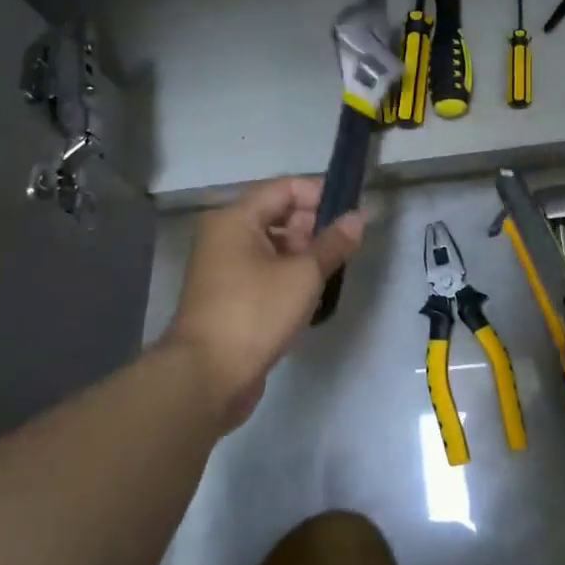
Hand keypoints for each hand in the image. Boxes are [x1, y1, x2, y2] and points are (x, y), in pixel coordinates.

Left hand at [163, 176, 365, 427]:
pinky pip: (264, 271)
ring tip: (332, 272)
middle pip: (277, 214)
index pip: (285, 188)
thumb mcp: (303, 275)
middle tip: (343, 247)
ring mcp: (223, 267)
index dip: (320, 194)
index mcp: (236, 218)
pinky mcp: (229, 296)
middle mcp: (225, 236)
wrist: (207, 377)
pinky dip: (288, 275)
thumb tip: (357, 217)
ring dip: (303, 254)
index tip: (352, 213)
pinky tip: (311, 295)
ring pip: (272, 245)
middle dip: (313, 226)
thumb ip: (333, 243)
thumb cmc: (255, 313)